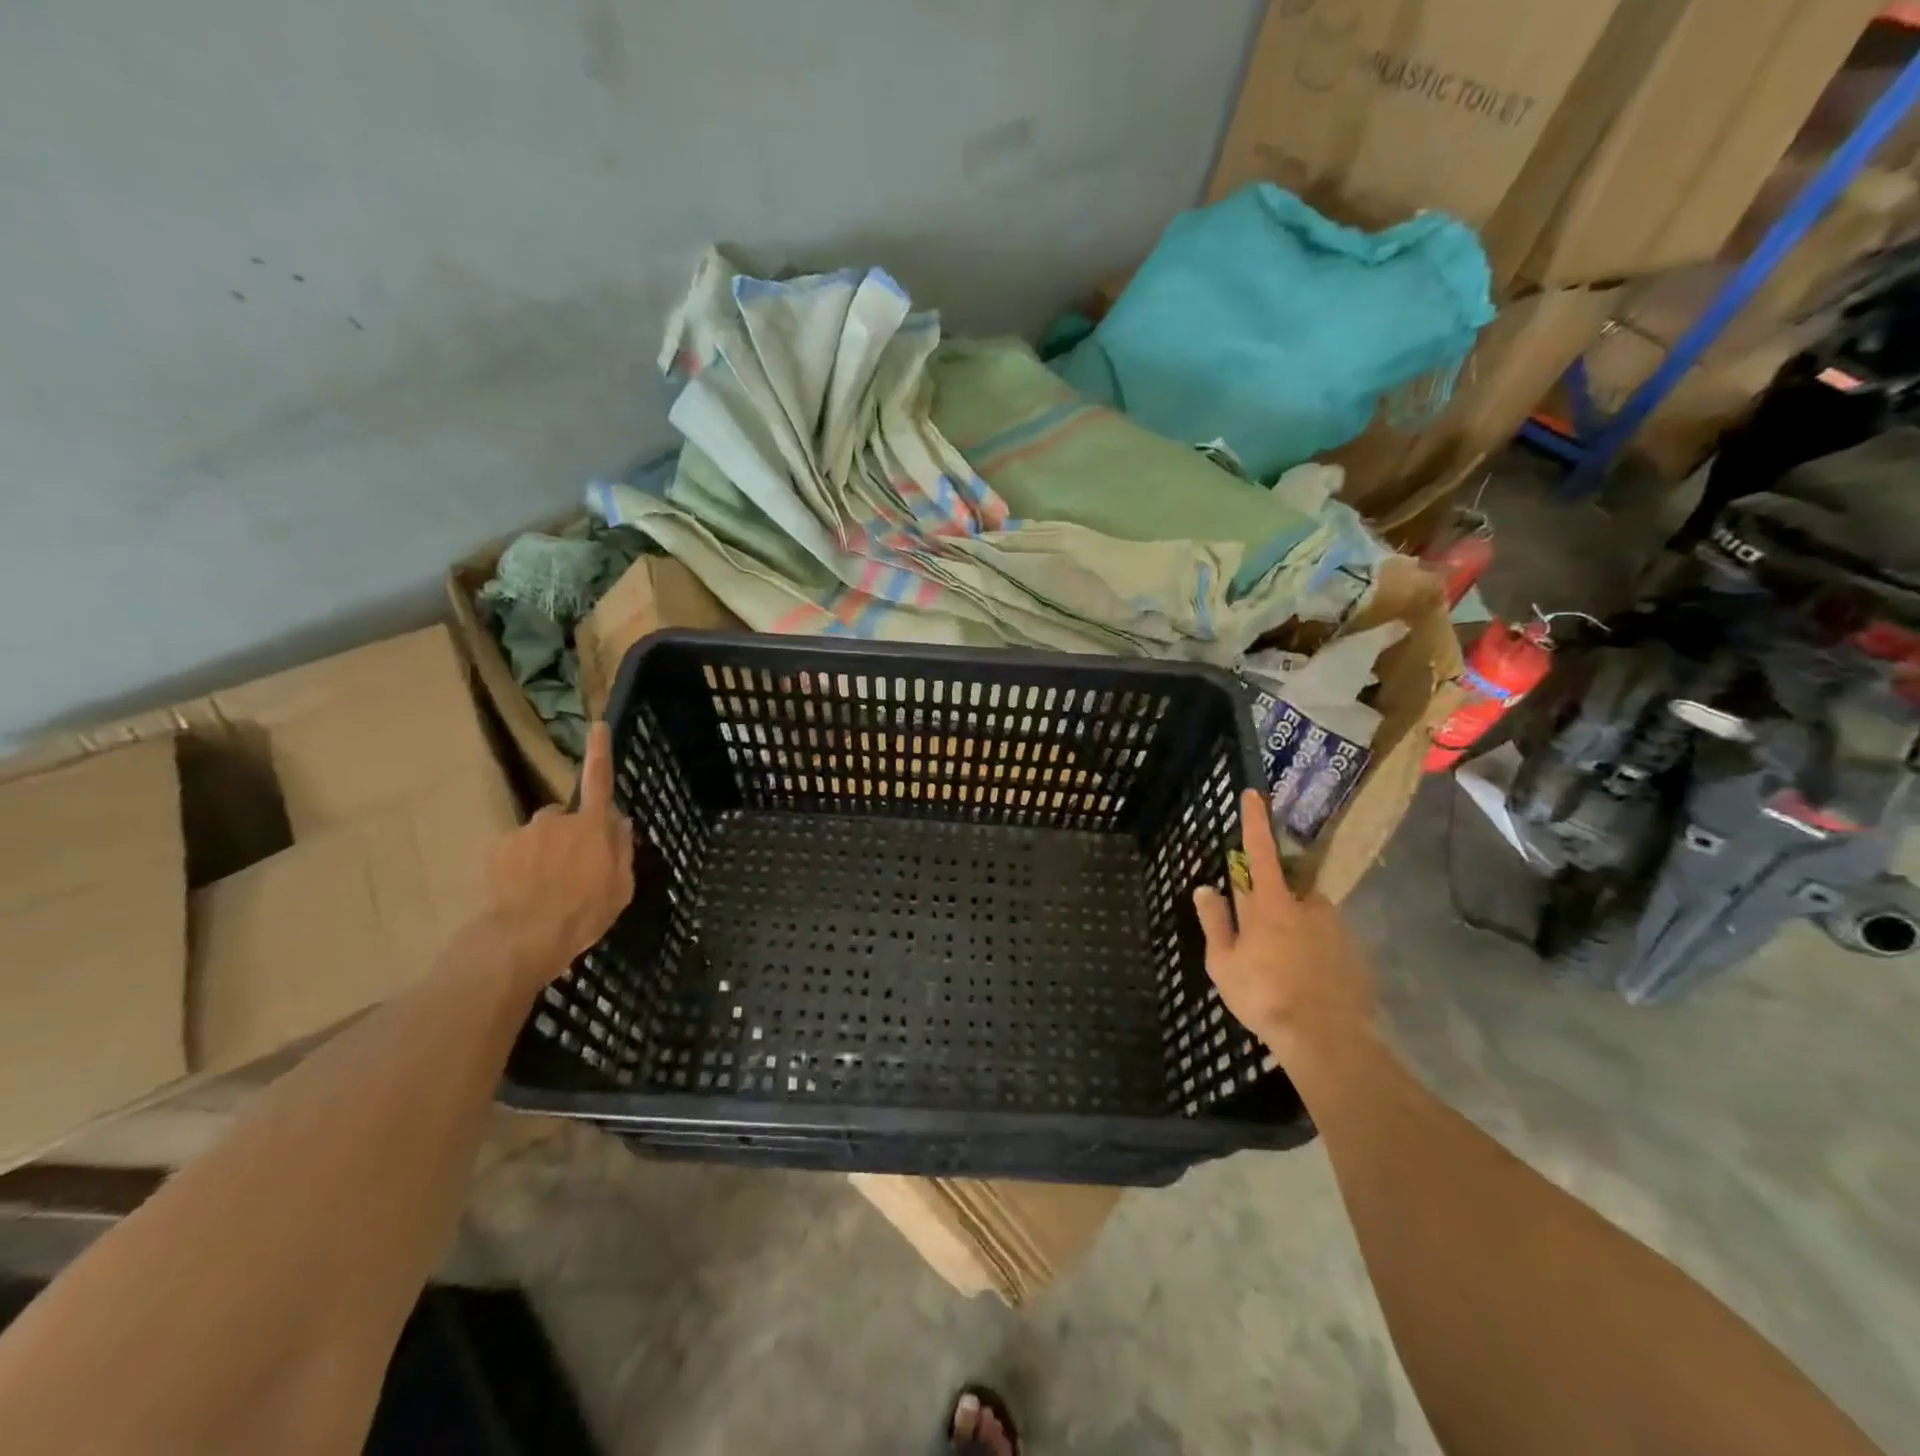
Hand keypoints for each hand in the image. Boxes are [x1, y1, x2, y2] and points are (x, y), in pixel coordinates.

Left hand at [483, 721, 634, 984]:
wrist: (524, 937)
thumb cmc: (584, 912)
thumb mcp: (621, 886)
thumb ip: (621, 848)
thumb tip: (618, 821)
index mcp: (593, 826)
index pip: (600, 780)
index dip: (600, 752)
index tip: (597, 725)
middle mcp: (558, 819)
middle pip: (568, 818)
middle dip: (570, 835)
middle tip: (574, 871)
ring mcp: (525, 832)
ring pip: (541, 835)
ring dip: (544, 851)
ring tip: (545, 887)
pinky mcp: (498, 849)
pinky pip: (516, 850)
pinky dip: (520, 865)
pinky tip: (522, 891)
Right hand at [1192, 789, 1377, 1061]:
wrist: (1328, 1040)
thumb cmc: (1265, 996)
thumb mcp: (1224, 963)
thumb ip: (1215, 921)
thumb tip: (1205, 888)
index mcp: (1271, 904)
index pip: (1258, 851)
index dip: (1254, 821)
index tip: (1254, 794)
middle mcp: (1307, 906)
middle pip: (1285, 887)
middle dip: (1272, 899)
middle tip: (1260, 934)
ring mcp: (1336, 929)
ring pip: (1308, 915)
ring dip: (1294, 927)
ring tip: (1283, 966)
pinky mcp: (1355, 952)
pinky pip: (1327, 939)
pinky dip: (1314, 950)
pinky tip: (1306, 980)